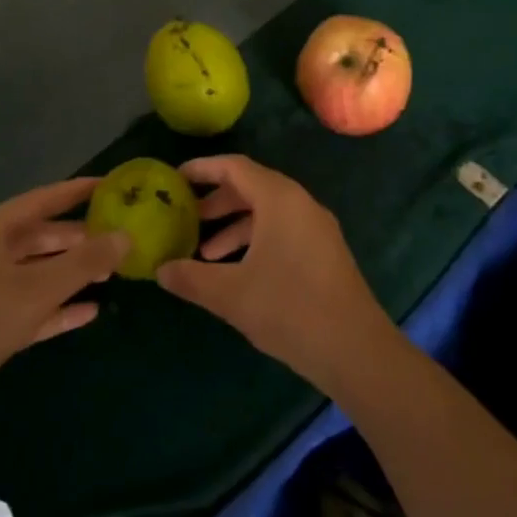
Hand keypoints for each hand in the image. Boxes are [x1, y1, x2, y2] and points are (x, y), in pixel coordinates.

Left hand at [0, 179, 127, 442]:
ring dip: (71, 273)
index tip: (110, 185)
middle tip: (118, 239)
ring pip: (37, 272)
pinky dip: (58, 307)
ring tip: (111, 275)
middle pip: (40, 236)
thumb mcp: (38, 289)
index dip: (76, 191)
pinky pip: (30, 306)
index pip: (42, 199)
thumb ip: (85, 262)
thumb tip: (126, 236)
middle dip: (79, 238)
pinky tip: (89, 313)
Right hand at [157, 156, 398, 393]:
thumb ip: (191, 278)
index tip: (175, 178)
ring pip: (268, 213)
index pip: (235, 167)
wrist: (356, 349)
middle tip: (186, 218)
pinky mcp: (325, 252)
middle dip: (217, 201)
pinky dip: (256, 240)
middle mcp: (300, 203)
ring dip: (235, 226)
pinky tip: (239, 272)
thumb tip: (160, 270)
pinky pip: (283, 230)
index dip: (203, 168)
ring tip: (206, 253)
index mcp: (279, 199)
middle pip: (252, 187)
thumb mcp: (231, 294)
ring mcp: (316, 228)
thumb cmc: (289, 309)